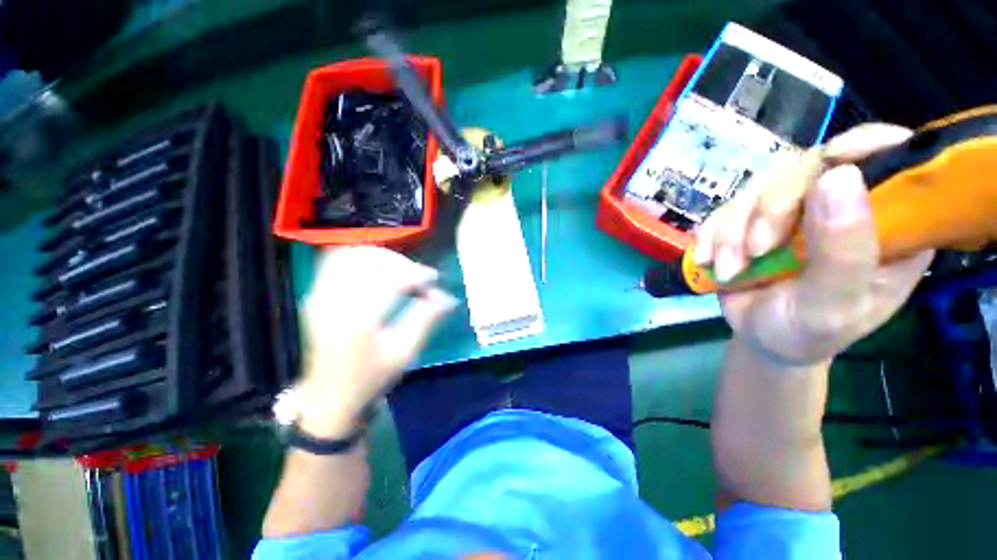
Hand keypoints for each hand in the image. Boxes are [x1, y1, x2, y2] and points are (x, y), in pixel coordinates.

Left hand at [297, 247, 456, 436]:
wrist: (329, 396)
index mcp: (358, 322)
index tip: (434, 278)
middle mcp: (334, 303)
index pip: (391, 281)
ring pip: (349, 256)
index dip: (416, 274)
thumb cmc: (371, 377)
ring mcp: (319, 297)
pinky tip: (377, 270)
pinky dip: (359, 259)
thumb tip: (448, 297)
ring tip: (399, 269)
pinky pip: (335, 262)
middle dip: (398, 262)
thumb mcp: (405, 352)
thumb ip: (427, 319)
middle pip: (367, 261)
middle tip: (417, 274)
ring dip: (379, 257)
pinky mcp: (314, 296)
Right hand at [694, 124, 933, 366]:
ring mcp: (795, 208)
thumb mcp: (831, 305)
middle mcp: (845, 204)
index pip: (892, 160)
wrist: (760, 338)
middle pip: (810, 167)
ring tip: (730, 270)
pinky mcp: (754, 217)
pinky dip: (712, 235)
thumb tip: (839, 175)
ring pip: (760, 187)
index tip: (832, 165)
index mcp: (890, 223)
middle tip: (756, 251)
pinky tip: (710, 261)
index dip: (866, 147)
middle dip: (771, 209)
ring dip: (733, 230)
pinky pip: (726, 207)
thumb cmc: (808, 332)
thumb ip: (843, 251)